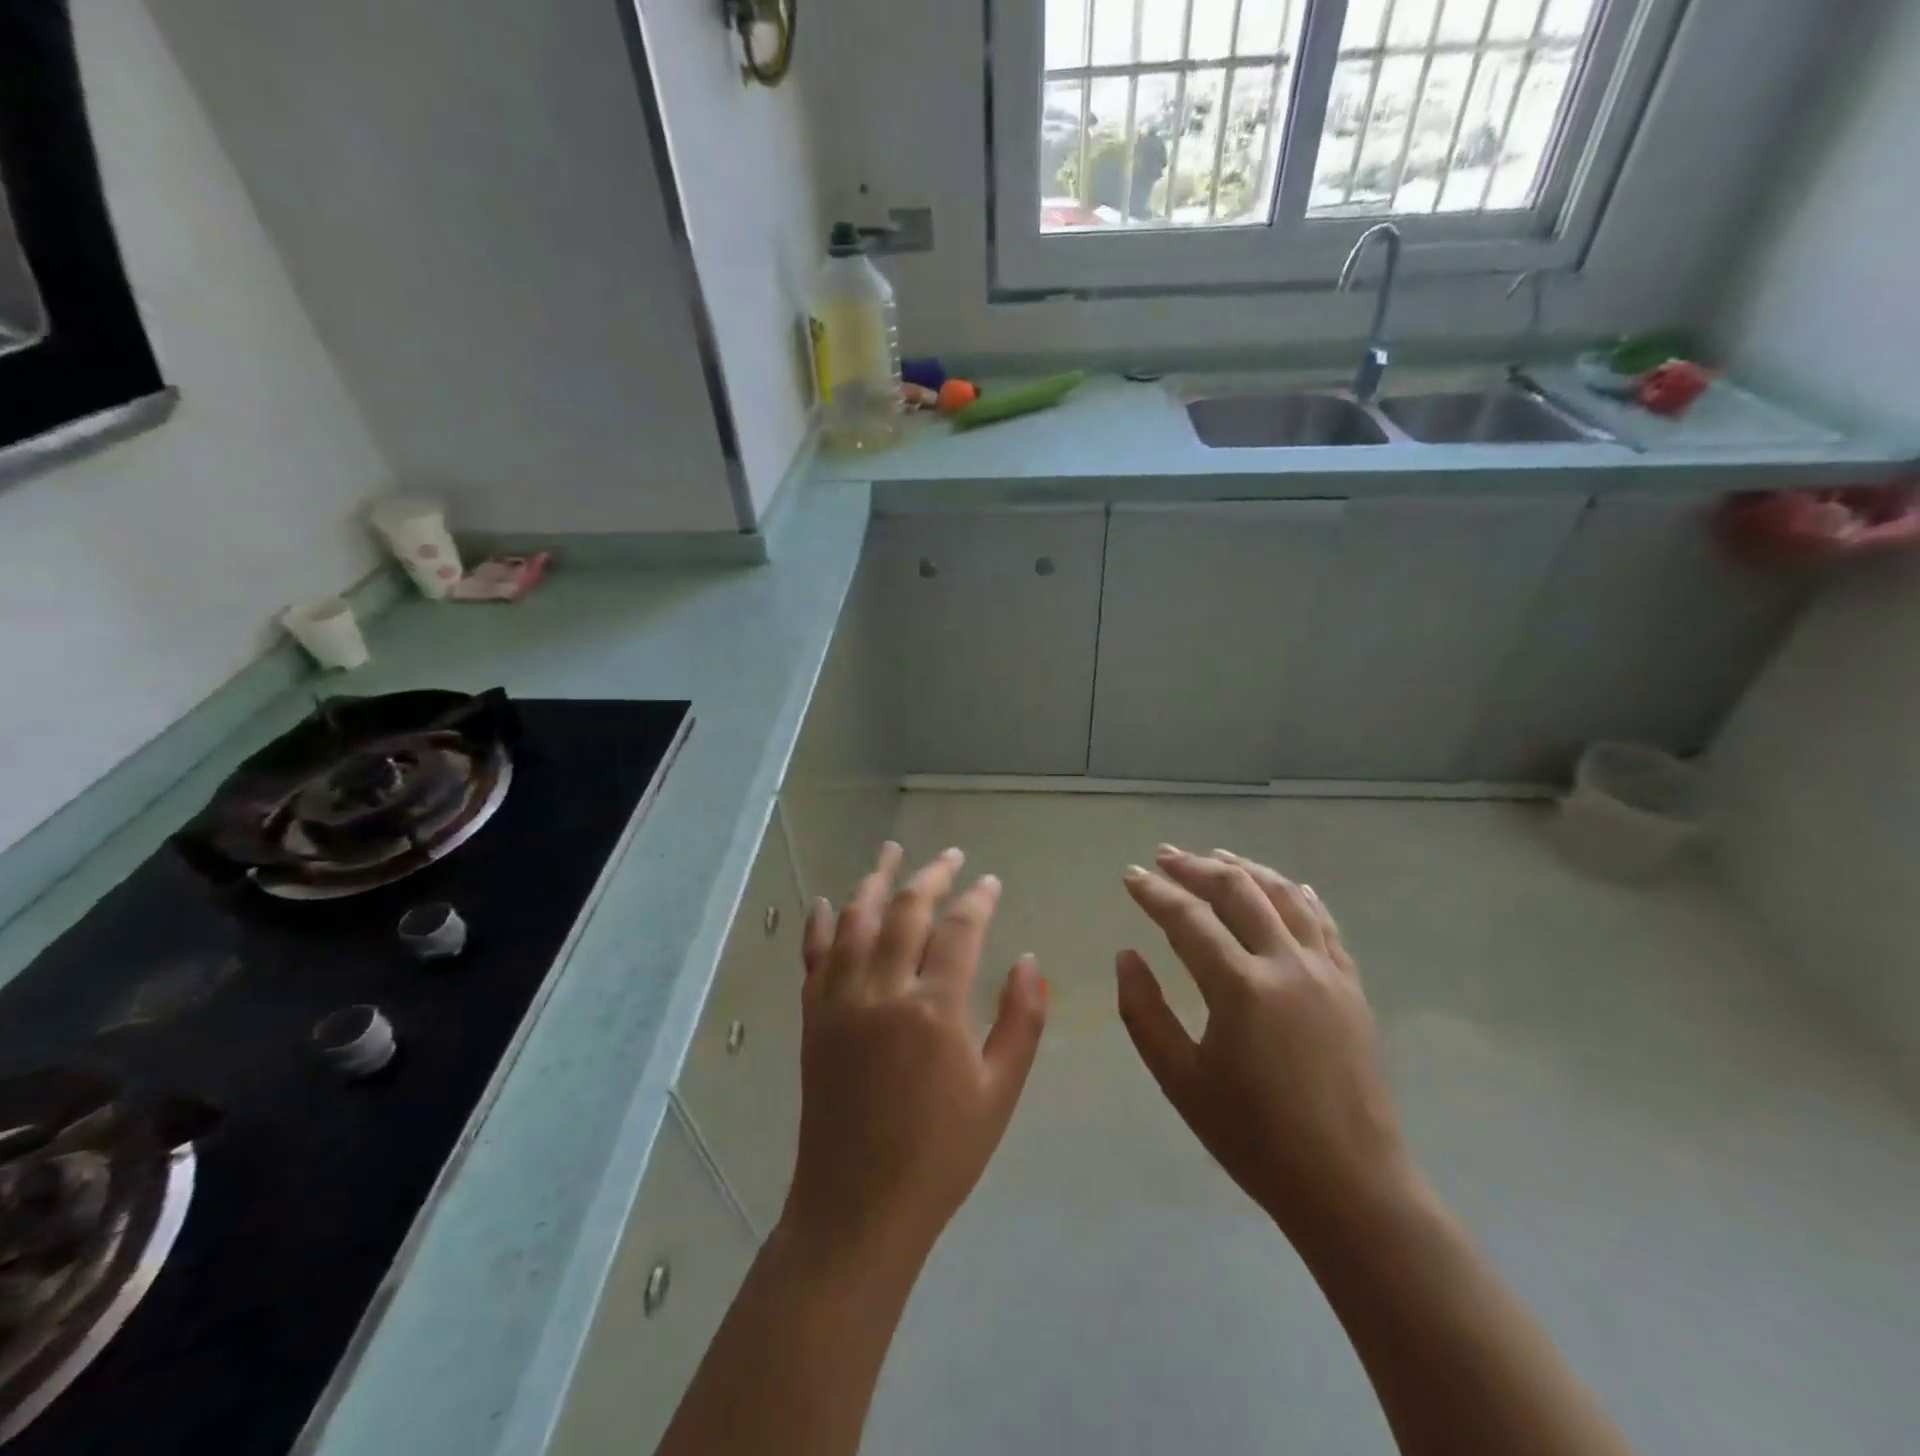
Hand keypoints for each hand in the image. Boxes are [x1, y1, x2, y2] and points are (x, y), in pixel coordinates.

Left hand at [785, 842, 1047, 1270]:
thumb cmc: (940, 1154)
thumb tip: (1028, 960)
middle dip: (931, 875)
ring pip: (855, 920)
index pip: (959, 930)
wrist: (858, 1206)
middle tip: (950, 856)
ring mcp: (840, 1001)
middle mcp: (882, 992)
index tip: (990, 882)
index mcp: (934, 1010)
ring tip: (891, 851)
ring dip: (874, 880)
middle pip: (906, 911)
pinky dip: (819, 924)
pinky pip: (813, 957)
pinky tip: (826, 901)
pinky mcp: (814, 1017)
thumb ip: (1021, 1020)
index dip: (977, 899)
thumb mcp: (999, 1092)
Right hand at [1116, 846, 1417, 1252]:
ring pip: (1284, 896)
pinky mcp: (1351, 988)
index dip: (1155, 893)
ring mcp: (1326, 972)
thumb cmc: (1254, 1138)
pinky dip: (1298, 896)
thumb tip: (1127, 956)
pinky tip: (1287, 886)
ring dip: (1246, 869)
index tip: (1131, 876)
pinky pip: (1323, 924)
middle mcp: (1286, 965)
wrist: (1350, 1186)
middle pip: (1238, 892)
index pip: (1188, 919)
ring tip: (1217, 856)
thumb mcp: (1181, 1080)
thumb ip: (1144, 1013)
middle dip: (1196, 867)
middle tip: (1165, 856)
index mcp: (1240, 988)